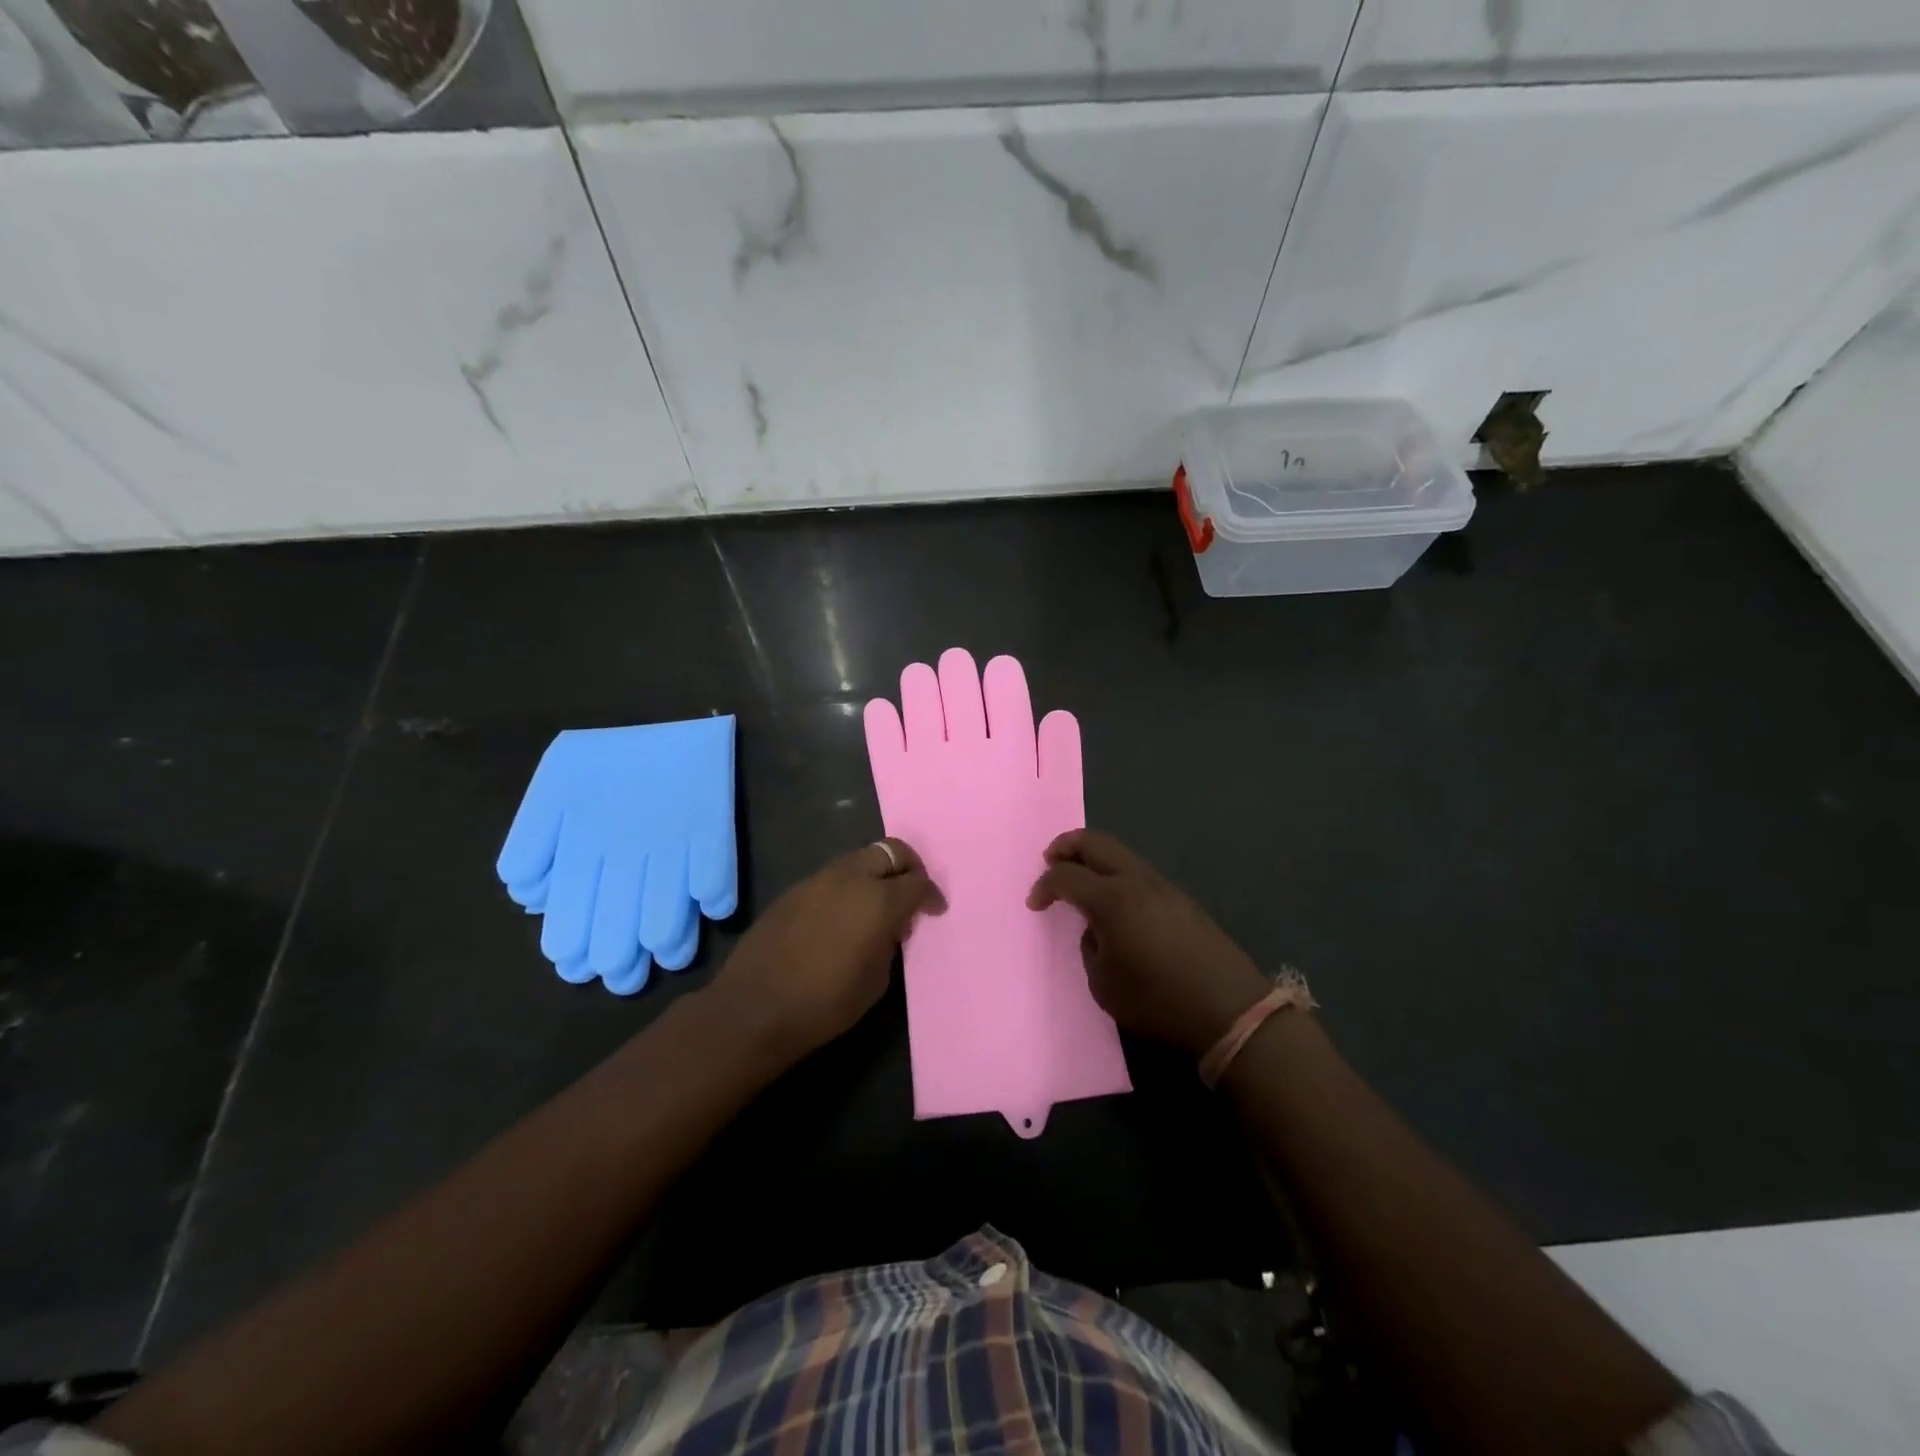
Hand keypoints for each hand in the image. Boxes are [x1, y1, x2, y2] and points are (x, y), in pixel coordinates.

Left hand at [711, 838, 944, 1065]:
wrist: (754, 1008)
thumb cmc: (825, 1003)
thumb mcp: (876, 980)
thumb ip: (889, 942)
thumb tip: (889, 927)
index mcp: (878, 900)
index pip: (917, 882)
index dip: (931, 895)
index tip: (935, 910)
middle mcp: (850, 878)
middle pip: (890, 851)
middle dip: (908, 867)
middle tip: (912, 892)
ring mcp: (818, 880)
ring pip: (859, 859)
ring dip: (877, 873)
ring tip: (878, 905)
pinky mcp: (794, 890)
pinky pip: (833, 876)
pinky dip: (849, 886)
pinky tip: (844, 915)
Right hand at [1027, 830, 1271, 1057]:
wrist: (1229, 1011)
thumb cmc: (1157, 1001)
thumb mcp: (1104, 984)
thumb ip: (1090, 947)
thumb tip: (1097, 928)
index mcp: (1112, 899)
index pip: (1066, 876)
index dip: (1044, 885)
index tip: (1035, 903)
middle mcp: (1137, 881)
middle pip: (1096, 842)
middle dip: (1067, 846)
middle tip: (1049, 860)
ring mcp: (1164, 887)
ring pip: (1121, 854)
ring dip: (1094, 859)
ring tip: (1080, 880)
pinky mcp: (1182, 900)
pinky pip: (1139, 873)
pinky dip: (1116, 875)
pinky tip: (1114, 901)